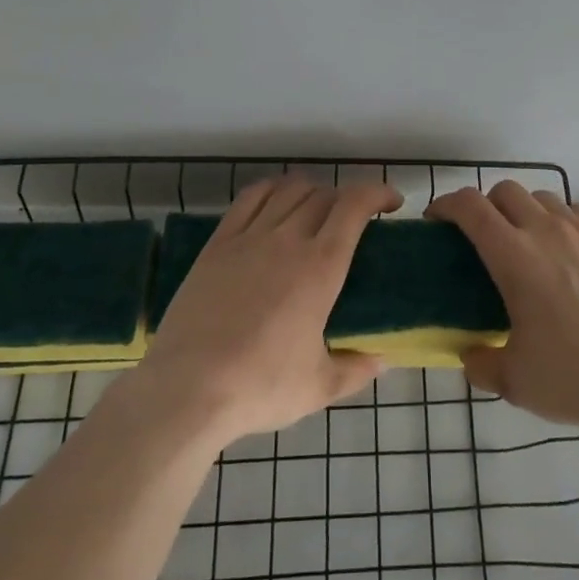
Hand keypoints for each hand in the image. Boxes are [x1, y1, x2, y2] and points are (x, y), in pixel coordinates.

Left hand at [136, 177, 395, 446]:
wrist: (187, 390)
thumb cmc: (260, 387)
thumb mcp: (318, 387)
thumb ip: (356, 369)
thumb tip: (381, 360)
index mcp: (320, 267)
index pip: (354, 206)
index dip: (377, 193)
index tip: (392, 203)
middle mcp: (288, 239)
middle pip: (324, 195)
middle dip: (347, 199)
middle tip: (355, 221)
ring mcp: (249, 237)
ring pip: (289, 190)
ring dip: (313, 191)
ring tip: (318, 209)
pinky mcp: (218, 244)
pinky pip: (250, 198)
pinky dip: (272, 190)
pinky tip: (277, 202)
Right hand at [426, 183, 578, 438]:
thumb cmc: (574, 378)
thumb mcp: (515, 381)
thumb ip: (482, 364)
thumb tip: (470, 357)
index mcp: (513, 256)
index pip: (470, 207)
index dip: (447, 204)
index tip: (437, 219)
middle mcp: (546, 231)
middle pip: (505, 190)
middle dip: (485, 205)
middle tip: (480, 236)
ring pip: (543, 196)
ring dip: (524, 209)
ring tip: (524, 241)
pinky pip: (577, 213)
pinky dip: (560, 220)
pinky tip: (565, 251)